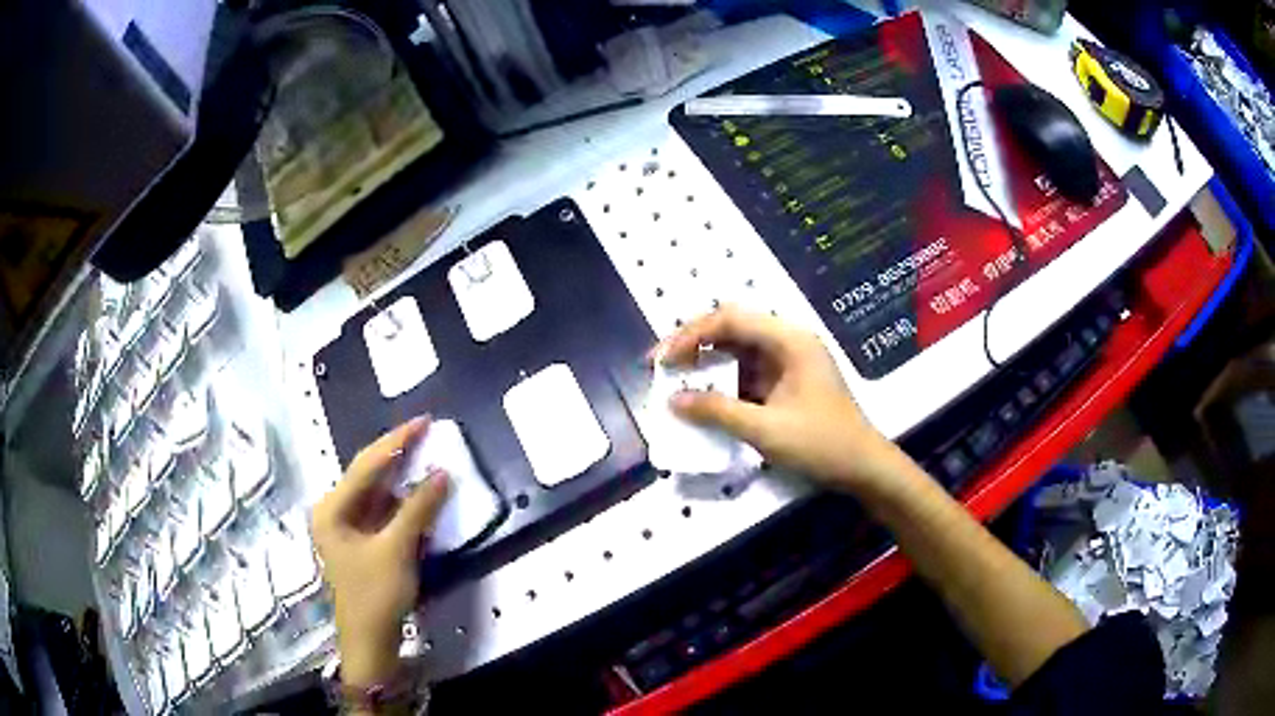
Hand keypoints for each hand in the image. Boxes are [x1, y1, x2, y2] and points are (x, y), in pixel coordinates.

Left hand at [311, 417, 449, 686]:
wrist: (371, 640)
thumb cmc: (375, 593)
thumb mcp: (397, 549)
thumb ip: (418, 509)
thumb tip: (441, 473)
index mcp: (332, 509)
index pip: (366, 465)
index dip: (396, 442)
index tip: (423, 421)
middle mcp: (335, 511)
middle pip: (369, 475)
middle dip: (398, 455)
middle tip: (426, 431)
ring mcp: (348, 527)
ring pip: (377, 493)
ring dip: (402, 478)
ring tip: (426, 453)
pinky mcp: (362, 542)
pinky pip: (383, 512)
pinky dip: (403, 502)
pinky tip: (420, 492)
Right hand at [659, 306, 913, 497]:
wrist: (863, 468)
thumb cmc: (821, 444)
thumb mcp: (766, 429)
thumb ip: (718, 412)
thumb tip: (673, 400)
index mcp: (789, 340)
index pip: (731, 319)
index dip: (691, 335)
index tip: (662, 359)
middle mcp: (789, 342)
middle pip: (733, 329)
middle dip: (695, 345)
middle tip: (662, 366)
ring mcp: (789, 362)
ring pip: (739, 351)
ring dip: (708, 364)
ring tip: (676, 381)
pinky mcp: (788, 382)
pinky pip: (749, 372)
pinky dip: (725, 382)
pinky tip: (705, 398)